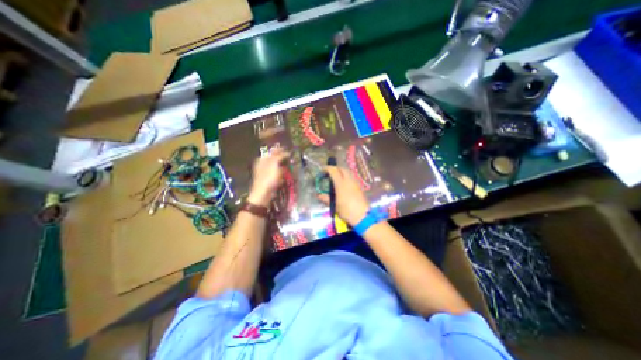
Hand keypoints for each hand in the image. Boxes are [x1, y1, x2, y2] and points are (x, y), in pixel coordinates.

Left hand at [248, 147, 290, 206]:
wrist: (264, 193)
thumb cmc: (268, 177)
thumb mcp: (274, 163)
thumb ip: (280, 156)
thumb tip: (286, 152)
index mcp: (263, 159)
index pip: (273, 151)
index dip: (281, 150)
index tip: (289, 151)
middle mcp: (263, 164)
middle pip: (274, 159)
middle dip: (283, 158)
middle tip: (291, 158)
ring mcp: (266, 172)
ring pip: (277, 166)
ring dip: (283, 166)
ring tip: (290, 166)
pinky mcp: (269, 180)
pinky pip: (277, 174)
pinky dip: (282, 174)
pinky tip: (285, 175)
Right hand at [317, 164, 367, 224]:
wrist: (362, 216)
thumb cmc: (347, 211)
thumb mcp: (335, 206)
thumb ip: (327, 199)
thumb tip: (319, 195)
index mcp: (341, 184)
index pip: (334, 171)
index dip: (327, 168)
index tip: (323, 170)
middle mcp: (349, 180)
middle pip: (342, 169)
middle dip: (335, 168)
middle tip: (330, 173)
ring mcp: (355, 183)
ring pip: (348, 172)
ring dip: (341, 172)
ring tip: (336, 177)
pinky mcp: (359, 186)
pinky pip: (352, 177)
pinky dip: (346, 176)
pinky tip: (344, 183)